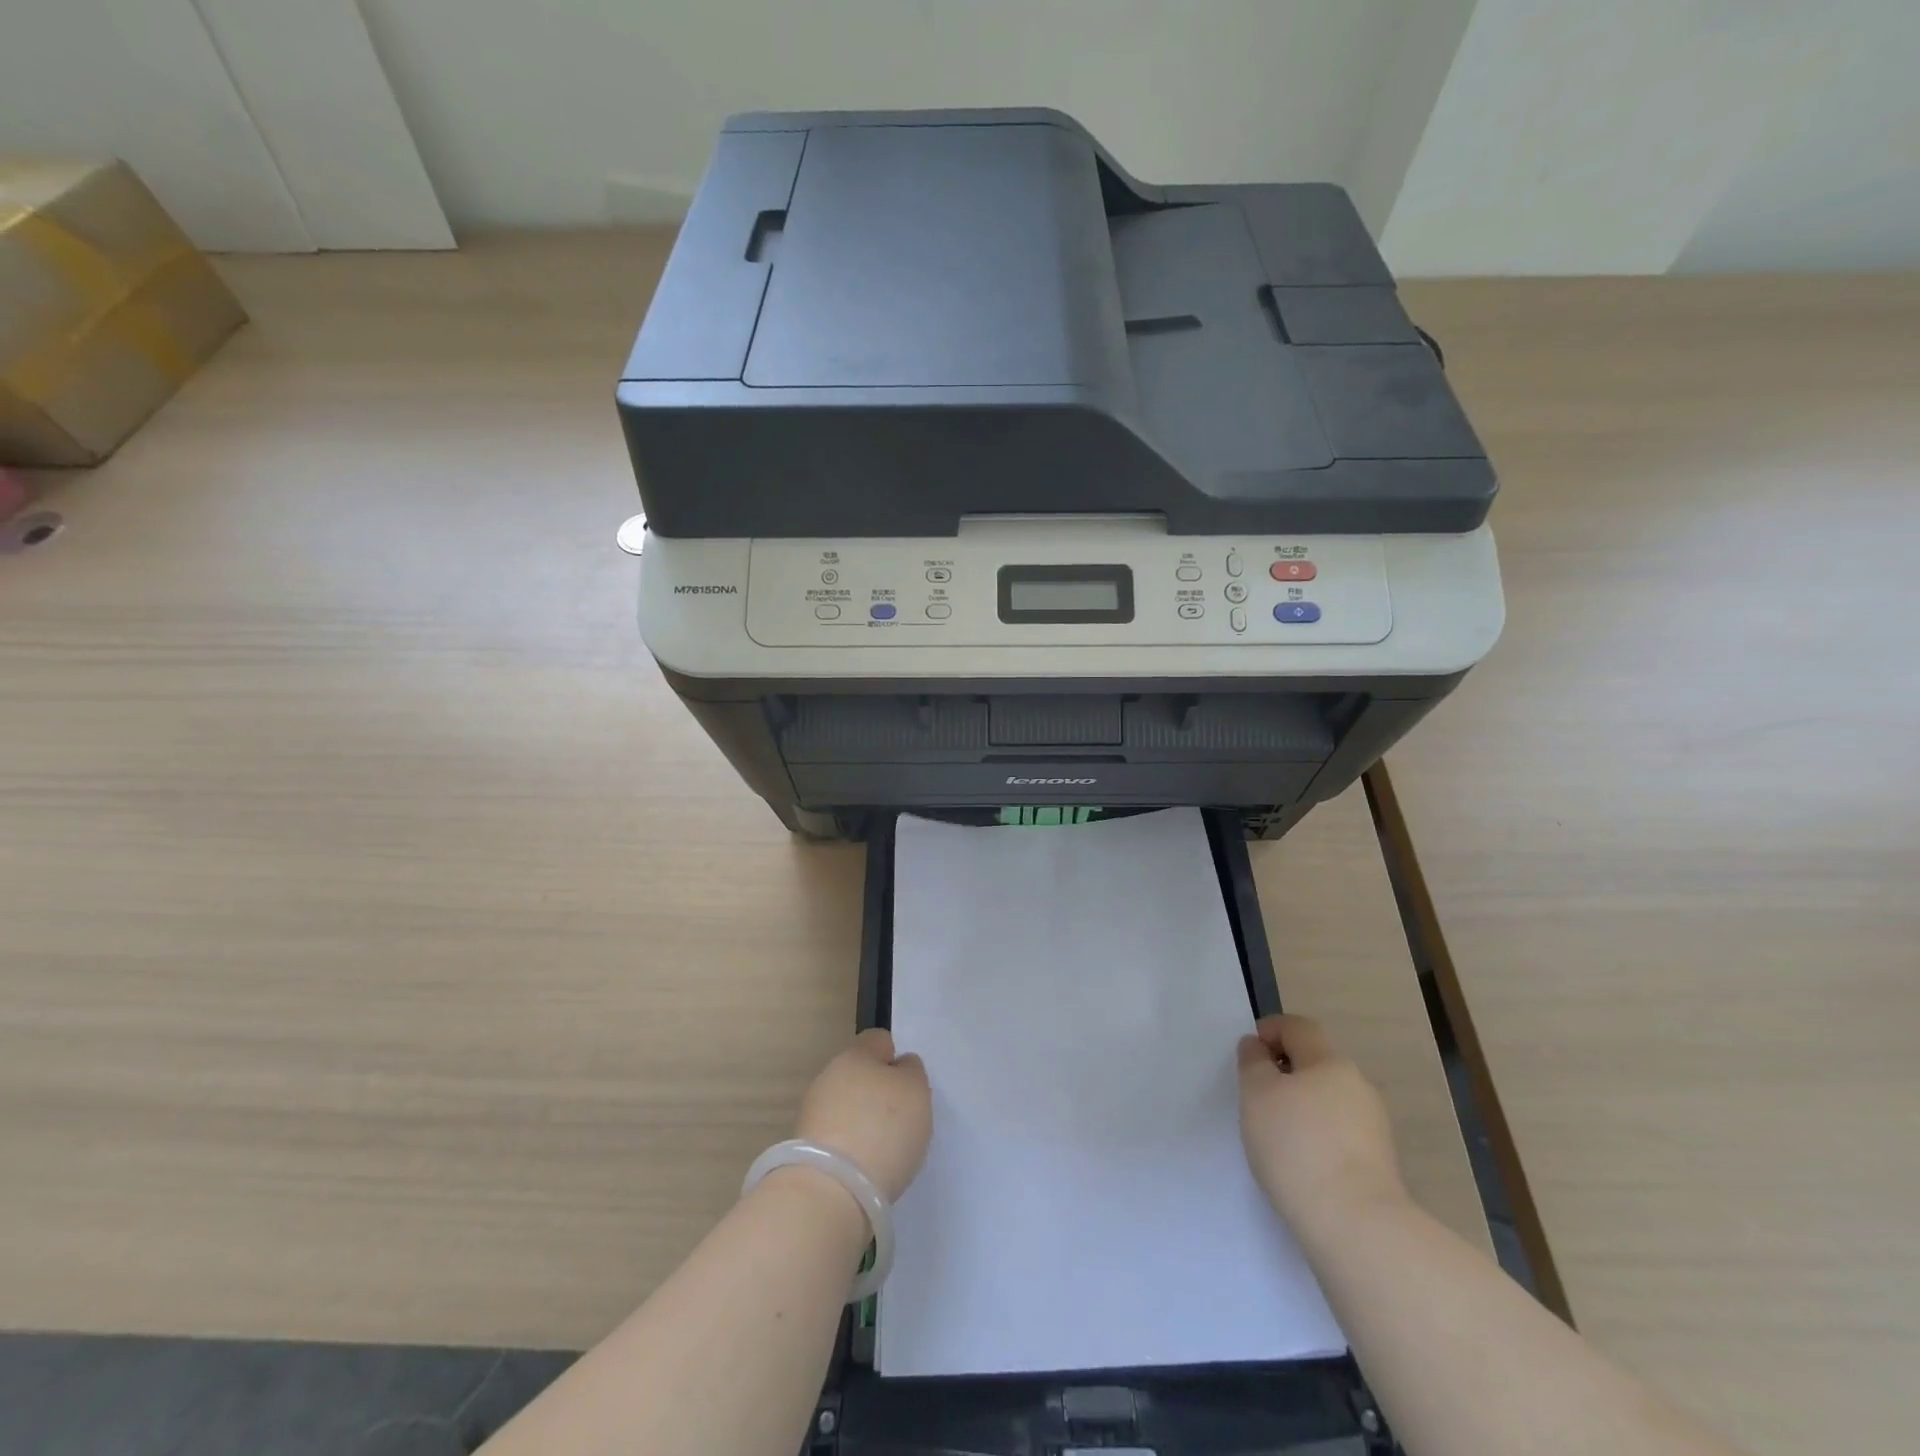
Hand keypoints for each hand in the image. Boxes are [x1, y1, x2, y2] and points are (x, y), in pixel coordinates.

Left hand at [795, 1028, 931, 1201]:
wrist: (832, 1191)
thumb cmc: (882, 1129)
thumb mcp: (916, 1091)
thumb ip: (911, 1072)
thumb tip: (899, 1067)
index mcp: (856, 1054)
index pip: (878, 1041)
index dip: (896, 1058)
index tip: (909, 1086)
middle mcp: (829, 1076)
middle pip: (860, 1075)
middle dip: (879, 1093)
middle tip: (901, 1120)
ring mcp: (813, 1113)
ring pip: (847, 1107)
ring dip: (863, 1122)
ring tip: (884, 1151)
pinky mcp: (806, 1150)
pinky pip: (837, 1138)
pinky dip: (851, 1149)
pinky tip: (865, 1168)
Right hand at [1237, 1015, 1407, 1240]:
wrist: (1356, 1226)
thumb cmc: (1296, 1146)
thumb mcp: (1256, 1094)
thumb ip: (1253, 1063)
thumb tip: (1258, 1047)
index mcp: (1329, 1062)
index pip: (1299, 1028)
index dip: (1271, 1030)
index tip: (1249, 1054)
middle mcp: (1357, 1086)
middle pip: (1316, 1063)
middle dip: (1285, 1071)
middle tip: (1256, 1096)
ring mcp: (1373, 1126)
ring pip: (1328, 1099)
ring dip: (1301, 1105)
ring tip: (1275, 1134)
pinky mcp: (1378, 1163)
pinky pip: (1339, 1132)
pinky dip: (1317, 1135)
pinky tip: (1300, 1162)